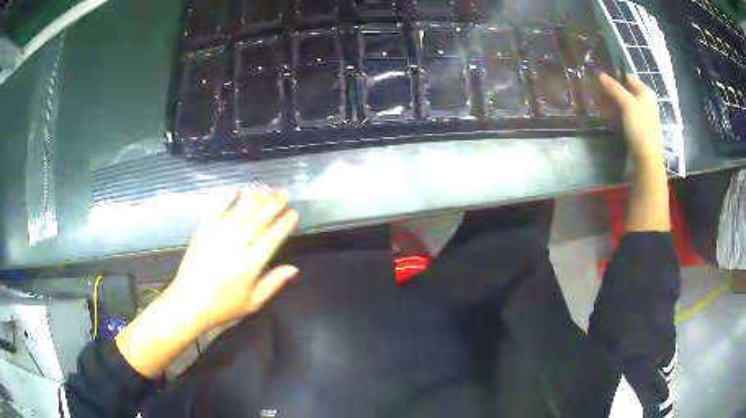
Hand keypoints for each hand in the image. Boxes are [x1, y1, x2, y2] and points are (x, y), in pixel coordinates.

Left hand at [165, 187, 299, 332]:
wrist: (188, 304)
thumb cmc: (222, 307)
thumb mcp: (252, 303)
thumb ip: (273, 284)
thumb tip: (294, 268)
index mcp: (247, 268)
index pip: (269, 240)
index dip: (282, 225)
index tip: (293, 213)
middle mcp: (233, 248)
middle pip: (256, 221)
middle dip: (272, 205)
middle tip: (284, 193)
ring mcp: (215, 238)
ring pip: (238, 213)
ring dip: (254, 198)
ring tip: (266, 188)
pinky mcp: (201, 233)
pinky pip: (214, 211)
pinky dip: (224, 198)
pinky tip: (235, 188)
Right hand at [599, 72, 664, 166]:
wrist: (647, 160)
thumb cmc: (640, 128)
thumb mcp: (627, 103)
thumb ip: (614, 87)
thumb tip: (600, 74)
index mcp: (646, 93)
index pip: (627, 78)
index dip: (614, 76)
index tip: (598, 77)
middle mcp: (646, 102)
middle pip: (626, 91)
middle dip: (612, 91)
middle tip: (596, 90)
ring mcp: (643, 117)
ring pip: (625, 104)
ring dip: (613, 103)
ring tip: (599, 103)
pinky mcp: (639, 129)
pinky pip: (626, 116)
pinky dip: (617, 115)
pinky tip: (608, 116)